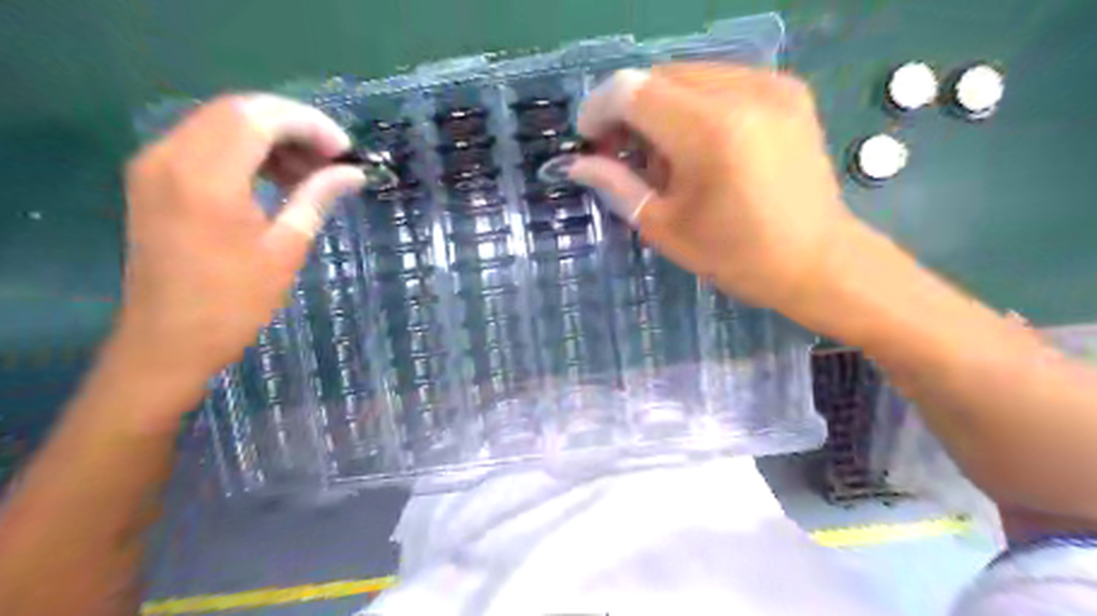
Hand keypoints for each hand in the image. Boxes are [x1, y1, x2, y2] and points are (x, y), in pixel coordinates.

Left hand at [115, 93, 365, 385]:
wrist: (168, 340)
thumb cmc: (234, 302)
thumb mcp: (286, 249)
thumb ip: (317, 197)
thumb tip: (353, 173)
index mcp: (206, 177)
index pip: (260, 117)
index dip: (309, 124)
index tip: (345, 151)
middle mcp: (171, 157)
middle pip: (238, 110)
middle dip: (293, 126)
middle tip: (333, 159)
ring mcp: (155, 165)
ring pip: (221, 123)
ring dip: (270, 136)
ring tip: (310, 171)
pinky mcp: (153, 179)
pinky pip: (205, 143)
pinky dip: (245, 150)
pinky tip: (276, 177)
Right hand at [570, 63, 860, 311]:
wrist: (817, 260)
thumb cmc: (735, 256)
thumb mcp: (665, 227)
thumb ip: (617, 186)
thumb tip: (578, 165)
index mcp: (709, 132)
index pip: (631, 90)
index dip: (598, 109)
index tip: (589, 141)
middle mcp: (743, 92)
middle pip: (657, 76)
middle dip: (627, 110)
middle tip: (620, 153)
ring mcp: (771, 85)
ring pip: (686, 75)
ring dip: (658, 108)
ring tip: (662, 156)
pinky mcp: (787, 90)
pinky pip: (719, 81)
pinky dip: (693, 105)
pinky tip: (697, 145)